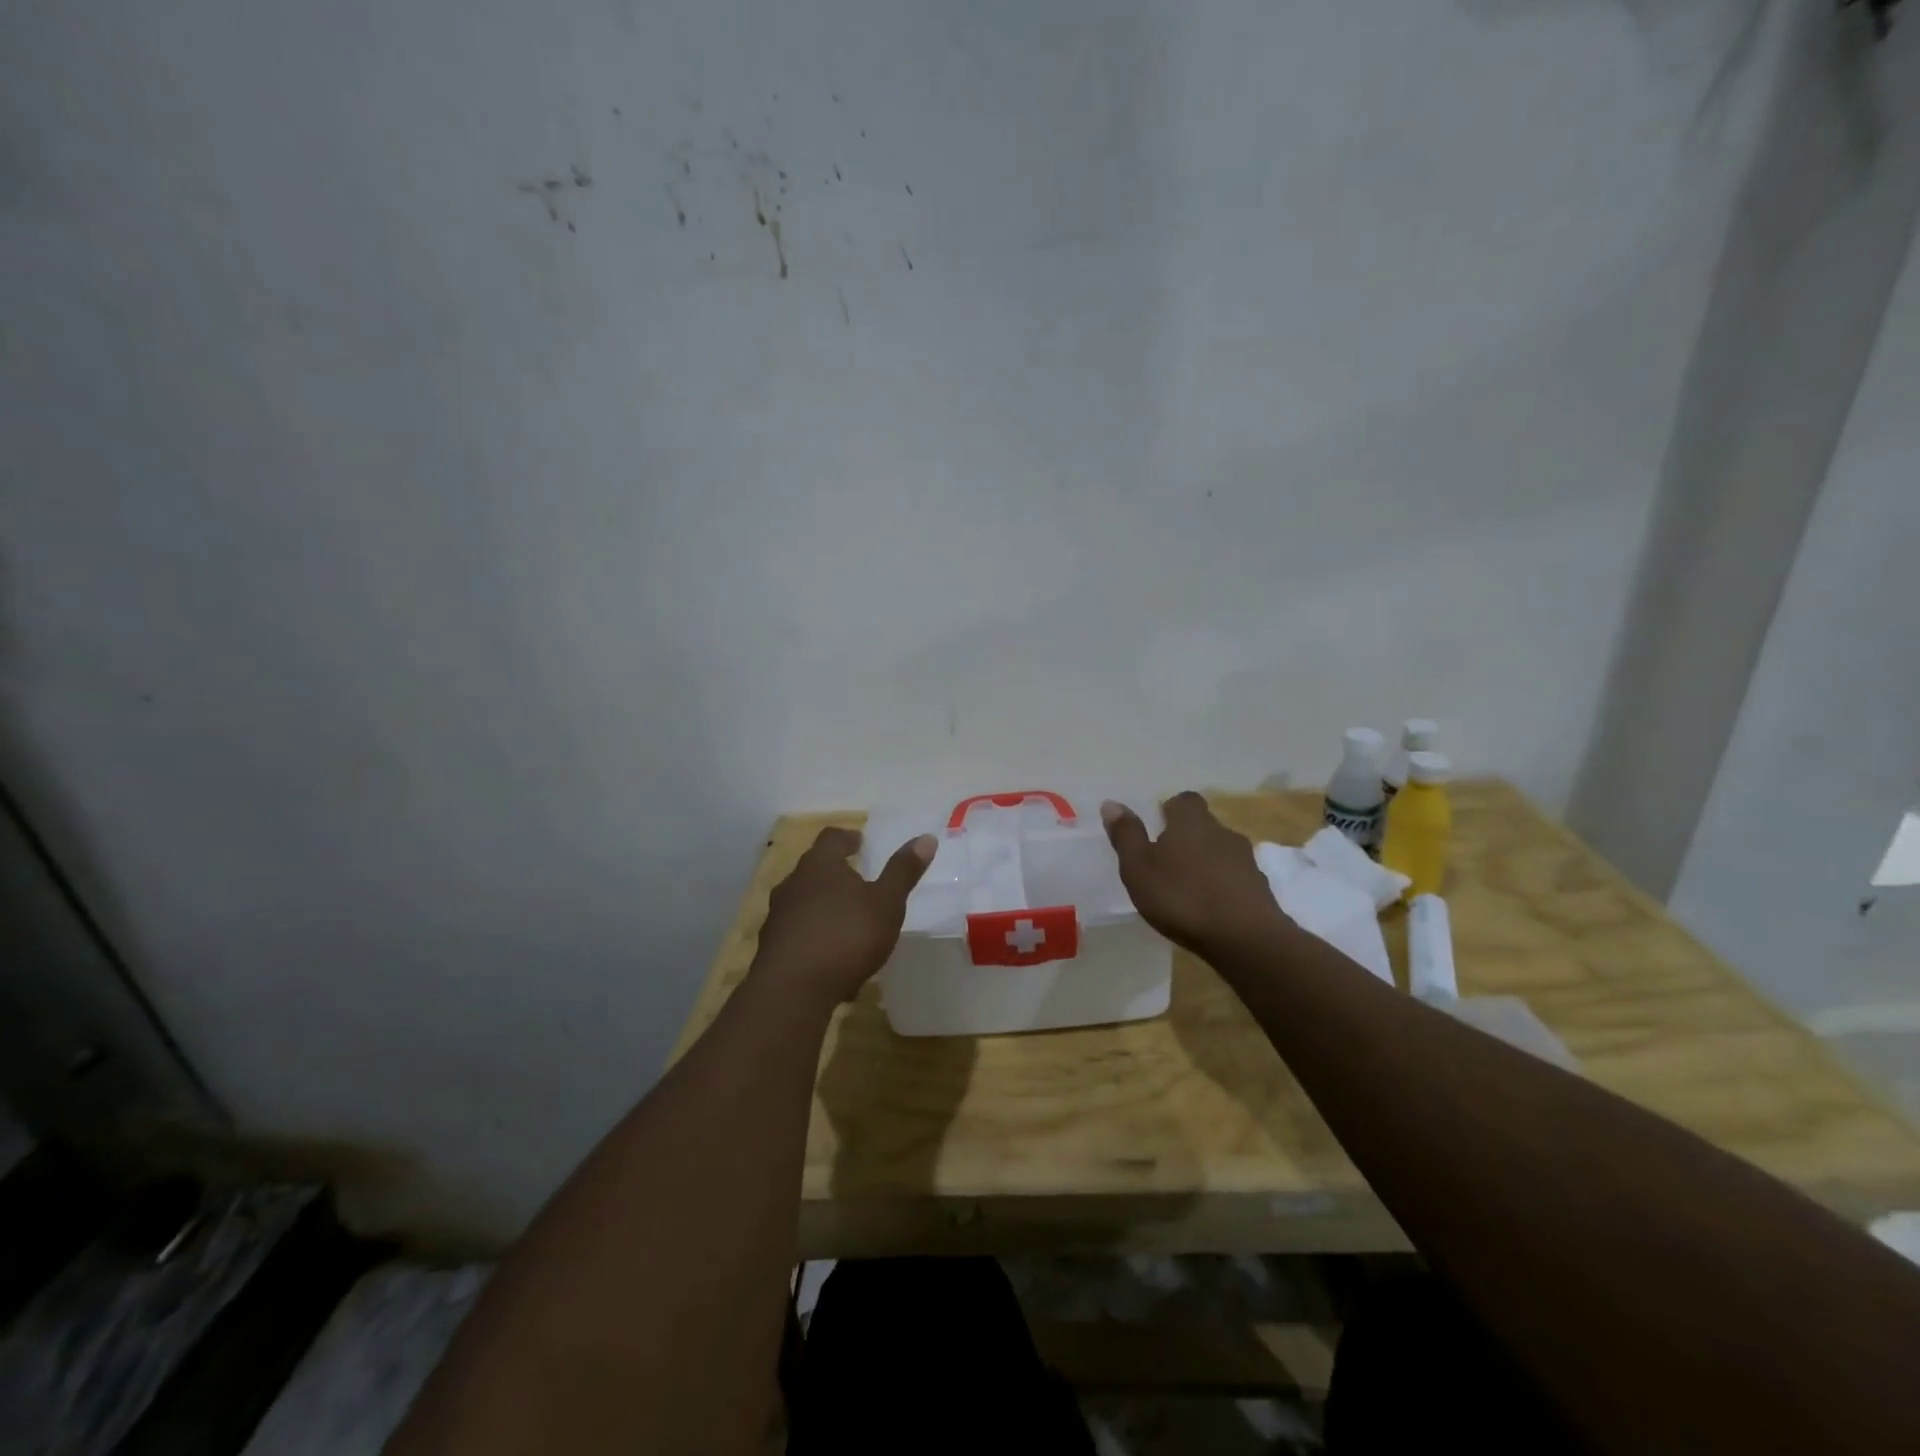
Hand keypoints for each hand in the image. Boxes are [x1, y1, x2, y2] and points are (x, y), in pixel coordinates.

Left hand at [751, 827, 936, 1006]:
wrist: (792, 990)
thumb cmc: (846, 936)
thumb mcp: (886, 904)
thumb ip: (903, 872)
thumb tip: (926, 837)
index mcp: (820, 865)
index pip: (831, 838)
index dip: (847, 838)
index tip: (859, 842)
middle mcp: (793, 884)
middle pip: (813, 869)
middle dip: (835, 874)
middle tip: (857, 881)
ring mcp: (778, 916)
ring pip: (804, 902)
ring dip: (824, 908)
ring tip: (847, 923)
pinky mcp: (771, 948)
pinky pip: (798, 935)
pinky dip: (815, 939)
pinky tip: (833, 962)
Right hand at [1102, 792, 1290, 961]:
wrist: (1245, 938)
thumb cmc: (1182, 897)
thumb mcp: (1139, 867)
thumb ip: (1126, 835)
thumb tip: (1111, 803)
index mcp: (1191, 822)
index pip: (1184, 800)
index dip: (1171, 810)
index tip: (1157, 828)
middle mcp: (1222, 832)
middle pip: (1203, 827)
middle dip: (1186, 840)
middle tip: (1165, 863)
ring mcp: (1246, 861)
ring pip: (1220, 853)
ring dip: (1205, 865)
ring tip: (1185, 890)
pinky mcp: (1260, 889)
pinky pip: (1235, 879)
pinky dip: (1221, 887)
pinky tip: (1208, 909)